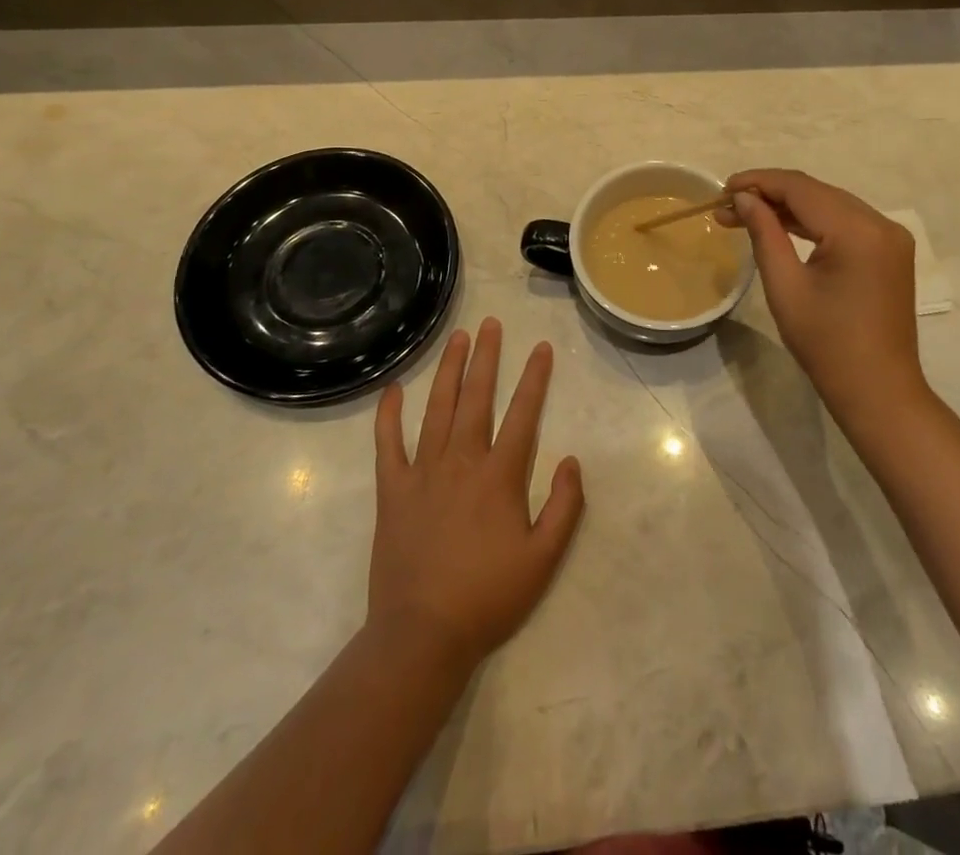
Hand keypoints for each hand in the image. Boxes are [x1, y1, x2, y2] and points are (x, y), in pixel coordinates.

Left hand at [369, 318, 584, 668]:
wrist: (422, 636)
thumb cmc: (488, 597)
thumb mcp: (544, 559)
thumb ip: (564, 506)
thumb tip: (572, 459)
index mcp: (499, 476)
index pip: (523, 413)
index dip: (534, 378)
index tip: (541, 347)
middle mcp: (462, 461)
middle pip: (476, 397)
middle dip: (486, 357)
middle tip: (489, 324)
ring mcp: (423, 472)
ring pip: (437, 408)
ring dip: (448, 370)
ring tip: (456, 338)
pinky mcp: (393, 490)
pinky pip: (388, 444)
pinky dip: (389, 415)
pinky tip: (393, 389)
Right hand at [722, 169, 928, 430]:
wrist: (878, 391)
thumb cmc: (827, 345)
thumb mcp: (786, 287)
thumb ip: (764, 233)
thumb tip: (744, 198)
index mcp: (858, 231)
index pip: (801, 188)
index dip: (759, 182)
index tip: (722, 189)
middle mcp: (881, 224)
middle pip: (817, 192)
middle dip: (770, 194)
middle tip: (727, 207)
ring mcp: (891, 237)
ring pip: (831, 204)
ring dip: (789, 207)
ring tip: (745, 216)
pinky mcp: (890, 252)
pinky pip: (846, 222)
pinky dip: (813, 221)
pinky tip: (782, 227)